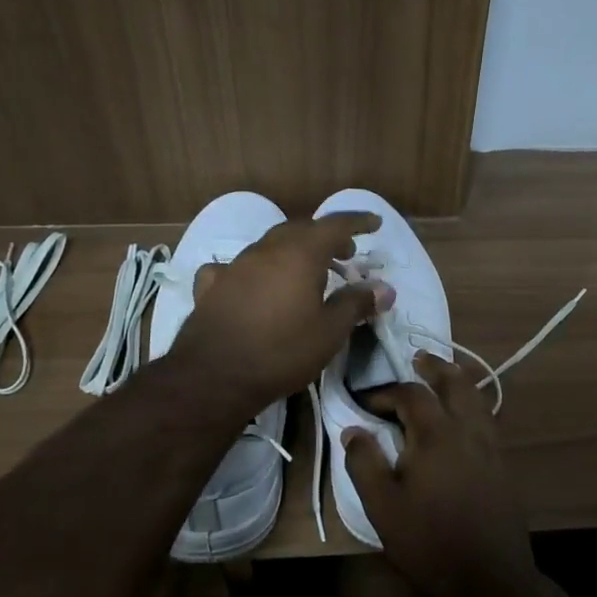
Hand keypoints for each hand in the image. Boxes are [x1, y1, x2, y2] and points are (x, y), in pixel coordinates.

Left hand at [172, 212, 393, 413]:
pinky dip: (252, 270)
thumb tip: (384, 288)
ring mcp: (236, 265)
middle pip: (301, 230)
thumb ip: (357, 304)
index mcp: (300, 254)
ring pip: (269, 245)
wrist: (215, 375)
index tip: (375, 223)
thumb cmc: (283, 351)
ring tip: (306, 272)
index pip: (335, 225)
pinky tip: (250, 283)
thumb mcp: (330, 332)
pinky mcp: (212, 285)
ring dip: (292, 251)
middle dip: (326, 237)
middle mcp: (267, 250)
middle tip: (345, 254)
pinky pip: (236, 267)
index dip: (357, 221)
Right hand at [343, 352, 536, 596]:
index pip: (411, 395)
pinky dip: (473, 403)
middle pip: (455, 382)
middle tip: (418, 359)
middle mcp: (468, 430)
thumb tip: (353, 430)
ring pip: (477, 398)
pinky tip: (463, 418)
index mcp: (437, 434)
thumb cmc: (429, 541)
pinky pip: (487, 418)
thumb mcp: (383, 506)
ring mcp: (491, 445)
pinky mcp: (502, 463)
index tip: (365, 402)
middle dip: (435, 367)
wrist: (489, 577)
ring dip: (457, 381)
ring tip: (442, 377)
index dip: (385, 392)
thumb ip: (365, 463)